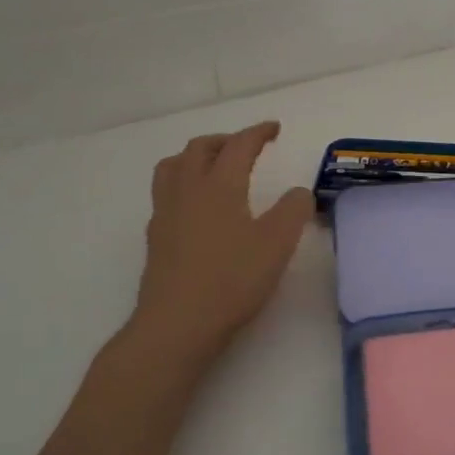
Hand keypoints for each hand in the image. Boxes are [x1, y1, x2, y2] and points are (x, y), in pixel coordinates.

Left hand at [129, 122, 313, 364]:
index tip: (274, 129)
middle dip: (225, 140)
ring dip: (196, 156)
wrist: (177, 325)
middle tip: (247, 147)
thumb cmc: (232, 280)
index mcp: (219, 186)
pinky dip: (184, 184)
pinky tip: (197, 207)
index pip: (238, 146)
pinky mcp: (156, 238)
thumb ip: (293, 211)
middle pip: (199, 149)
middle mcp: (187, 191)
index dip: (257, 133)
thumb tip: (298, 192)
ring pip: (173, 167)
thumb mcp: (277, 244)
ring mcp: (166, 214)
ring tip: (214, 167)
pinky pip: (166, 193)